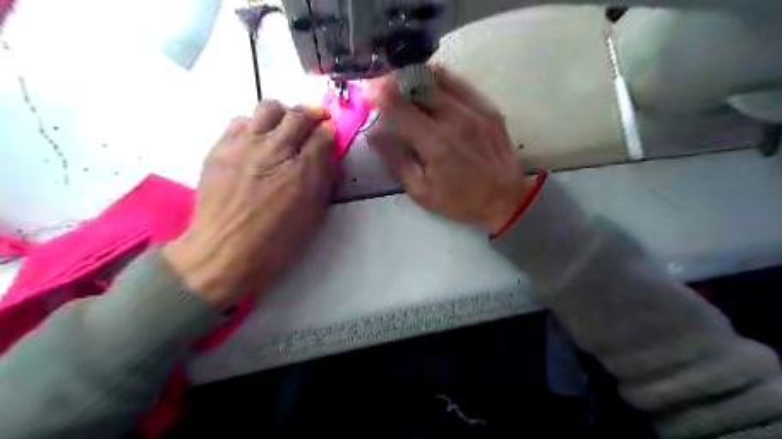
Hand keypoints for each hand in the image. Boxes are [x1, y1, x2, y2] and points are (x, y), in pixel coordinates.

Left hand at [164, 101, 335, 308]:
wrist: (224, 251)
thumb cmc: (276, 240)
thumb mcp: (313, 214)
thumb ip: (323, 179)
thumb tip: (326, 155)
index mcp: (302, 171)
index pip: (323, 134)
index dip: (330, 129)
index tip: (330, 130)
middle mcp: (274, 150)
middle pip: (298, 113)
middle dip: (312, 113)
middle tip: (315, 121)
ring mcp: (244, 145)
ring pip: (268, 108)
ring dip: (282, 115)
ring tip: (283, 130)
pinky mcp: (220, 148)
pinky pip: (241, 120)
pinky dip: (255, 125)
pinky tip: (256, 142)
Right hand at [366, 67, 531, 230]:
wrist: (506, 198)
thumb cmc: (461, 200)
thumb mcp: (421, 192)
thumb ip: (396, 160)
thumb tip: (375, 133)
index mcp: (435, 143)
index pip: (399, 106)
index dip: (378, 94)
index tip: (368, 91)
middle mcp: (455, 118)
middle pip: (418, 82)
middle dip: (395, 80)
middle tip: (385, 87)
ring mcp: (475, 109)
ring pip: (439, 76)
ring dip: (416, 77)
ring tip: (407, 86)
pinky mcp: (488, 107)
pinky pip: (459, 82)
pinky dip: (440, 81)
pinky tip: (432, 91)